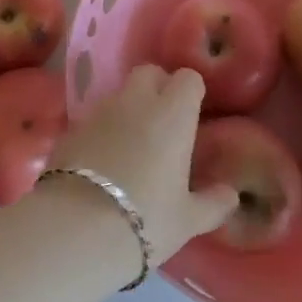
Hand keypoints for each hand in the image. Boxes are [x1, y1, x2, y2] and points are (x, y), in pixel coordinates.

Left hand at [45, 65, 236, 259]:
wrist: (78, 228)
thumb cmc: (147, 219)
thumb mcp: (188, 219)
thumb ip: (213, 203)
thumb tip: (231, 195)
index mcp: (172, 114)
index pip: (187, 78)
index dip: (190, 92)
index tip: (192, 114)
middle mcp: (135, 102)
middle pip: (148, 73)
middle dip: (157, 87)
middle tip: (163, 122)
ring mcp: (99, 112)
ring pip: (118, 95)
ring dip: (128, 110)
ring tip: (131, 146)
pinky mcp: (70, 128)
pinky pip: (93, 119)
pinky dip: (102, 130)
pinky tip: (102, 161)